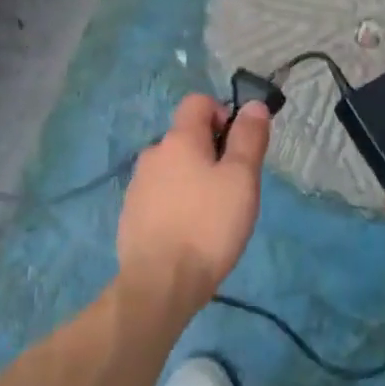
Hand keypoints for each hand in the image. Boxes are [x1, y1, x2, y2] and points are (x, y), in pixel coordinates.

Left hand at [117, 94, 270, 304]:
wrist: (160, 283)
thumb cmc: (209, 225)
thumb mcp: (241, 179)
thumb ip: (249, 138)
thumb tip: (253, 105)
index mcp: (179, 139)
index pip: (198, 102)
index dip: (223, 114)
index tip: (238, 147)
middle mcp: (153, 154)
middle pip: (186, 137)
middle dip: (211, 153)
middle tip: (232, 189)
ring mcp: (137, 185)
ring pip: (173, 168)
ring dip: (193, 180)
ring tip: (212, 216)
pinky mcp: (131, 214)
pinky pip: (160, 195)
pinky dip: (176, 203)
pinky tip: (189, 233)